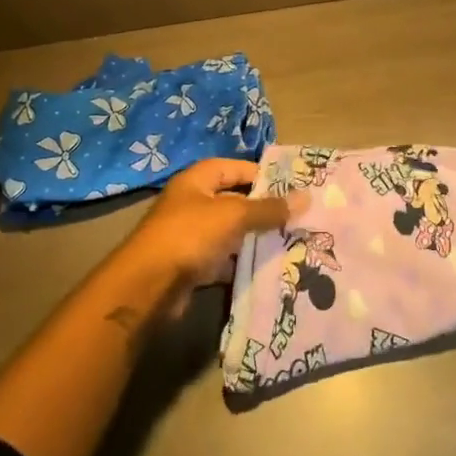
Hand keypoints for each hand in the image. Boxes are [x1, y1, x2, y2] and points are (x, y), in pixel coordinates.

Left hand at [117, 158, 296, 290]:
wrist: (148, 287)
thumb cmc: (189, 236)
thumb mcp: (233, 216)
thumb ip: (268, 208)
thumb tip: (306, 197)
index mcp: (196, 181)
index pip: (233, 167)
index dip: (261, 174)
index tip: (292, 186)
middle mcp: (192, 204)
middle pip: (234, 201)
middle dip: (264, 209)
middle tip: (299, 216)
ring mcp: (191, 237)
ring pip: (231, 233)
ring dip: (255, 238)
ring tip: (292, 242)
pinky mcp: (192, 266)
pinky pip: (224, 260)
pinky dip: (243, 264)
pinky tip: (269, 269)